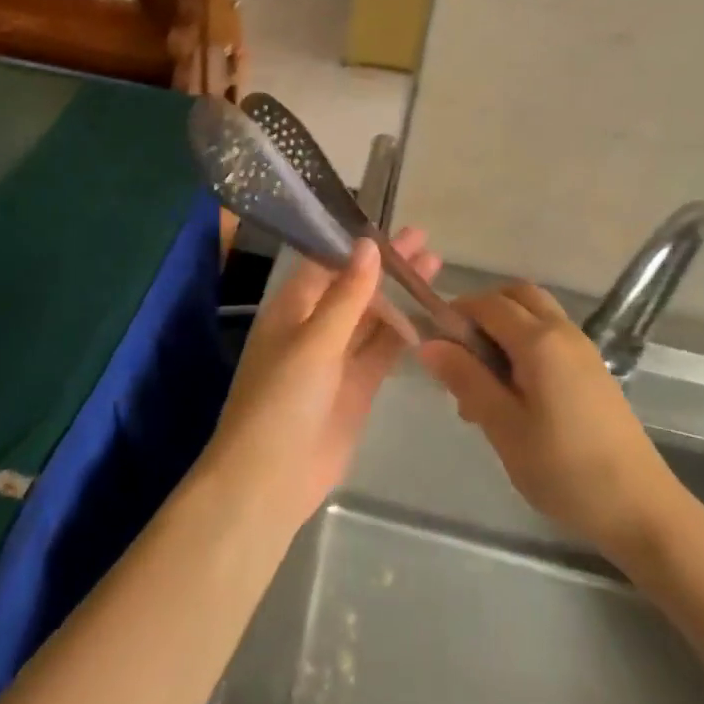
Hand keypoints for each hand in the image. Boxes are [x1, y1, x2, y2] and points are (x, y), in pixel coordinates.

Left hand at [203, 229, 439, 525]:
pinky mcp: (357, 388)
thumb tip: (368, 244)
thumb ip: (347, 295)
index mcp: (293, 307)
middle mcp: (314, 326)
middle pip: (356, 287)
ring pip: (373, 317)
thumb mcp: (314, 341)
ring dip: (400, 294)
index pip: (328, 262)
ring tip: (435, 267)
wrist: (269, 481)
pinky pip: (382, 351)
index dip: (358, 243)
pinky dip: (404, 333)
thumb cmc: (281, 400)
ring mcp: (337, 358)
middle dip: (387, 265)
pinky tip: (430, 314)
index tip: (390, 222)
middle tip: (425, 240)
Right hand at [419, 281, 694, 566]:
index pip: (487, 304)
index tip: (434, 346)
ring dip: (504, 327)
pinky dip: (525, 343)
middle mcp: (563, 331)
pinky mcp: (593, 369)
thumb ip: (465, 379)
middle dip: (482, 312)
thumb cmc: (565, 470)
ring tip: (485, 379)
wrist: (641, 509)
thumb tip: (428, 343)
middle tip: (460, 355)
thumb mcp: (503, 427)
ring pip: (535, 314)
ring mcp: (583, 348)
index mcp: (539, 341)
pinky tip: (514, 392)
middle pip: (516, 296)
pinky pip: (550, 336)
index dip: (455, 314)